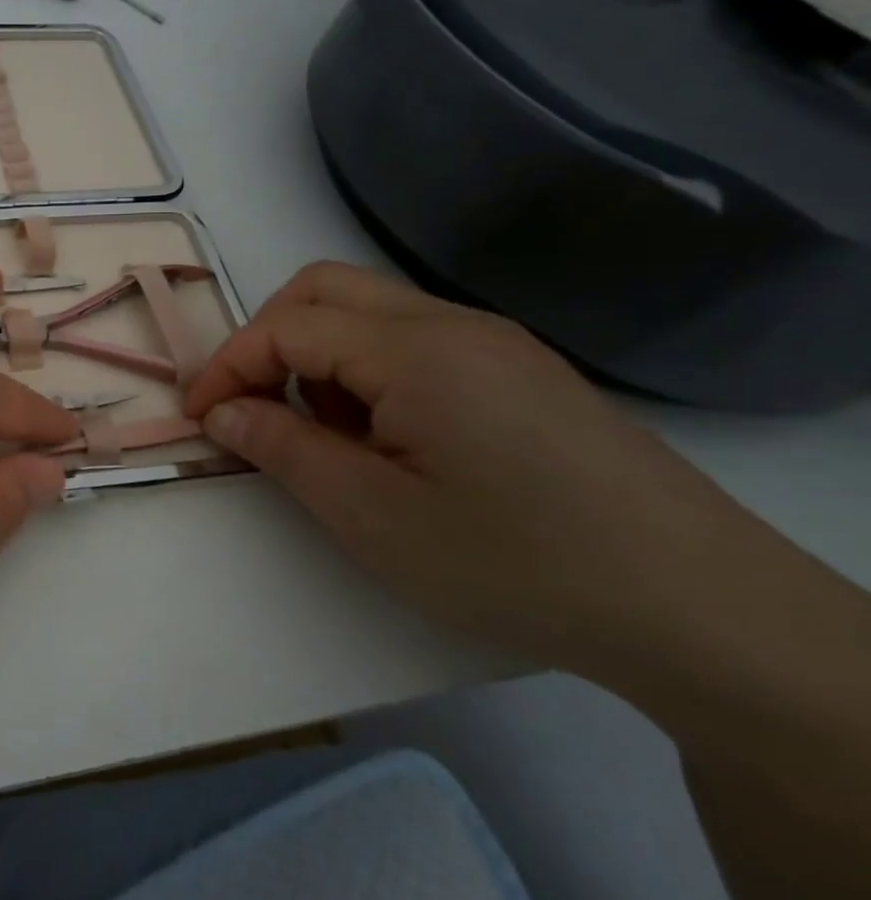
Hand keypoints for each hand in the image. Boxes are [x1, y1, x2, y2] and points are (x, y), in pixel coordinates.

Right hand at [185, 262, 774, 674]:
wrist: (702, 611)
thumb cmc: (513, 561)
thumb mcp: (370, 514)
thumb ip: (281, 448)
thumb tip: (221, 412)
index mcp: (414, 350)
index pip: (286, 326)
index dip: (227, 366)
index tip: (198, 417)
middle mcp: (452, 324)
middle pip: (323, 288)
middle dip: (266, 339)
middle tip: (251, 405)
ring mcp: (494, 343)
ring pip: (368, 311)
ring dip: (317, 355)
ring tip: (323, 434)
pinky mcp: (520, 372)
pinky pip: (414, 341)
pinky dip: (366, 370)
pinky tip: (385, 438)